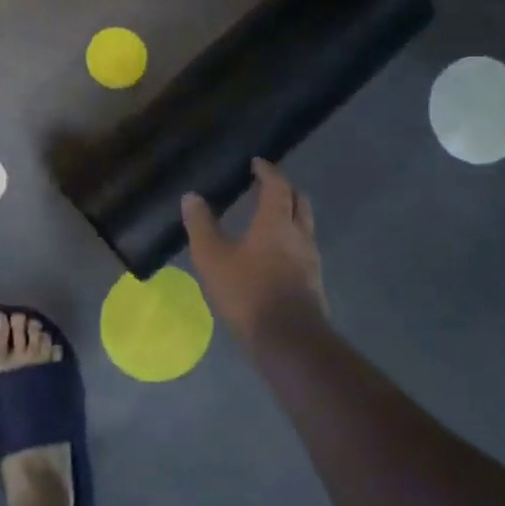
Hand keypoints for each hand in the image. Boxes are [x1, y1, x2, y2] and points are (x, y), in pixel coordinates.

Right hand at [181, 160, 327, 347]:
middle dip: (286, 190)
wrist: (289, 341)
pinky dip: (291, 241)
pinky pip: (304, 250)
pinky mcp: (313, 283)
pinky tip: (275, 256)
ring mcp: (311, 260)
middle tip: (268, 186)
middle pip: (300, 202)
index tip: (257, 164)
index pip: (277, 185)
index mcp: (276, 221)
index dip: (268, 171)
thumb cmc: (248, 292)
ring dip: (290, 216)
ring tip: (270, 219)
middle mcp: (299, 235)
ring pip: (305, 227)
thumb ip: (201, 225)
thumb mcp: (213, 258)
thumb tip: (191, 196)